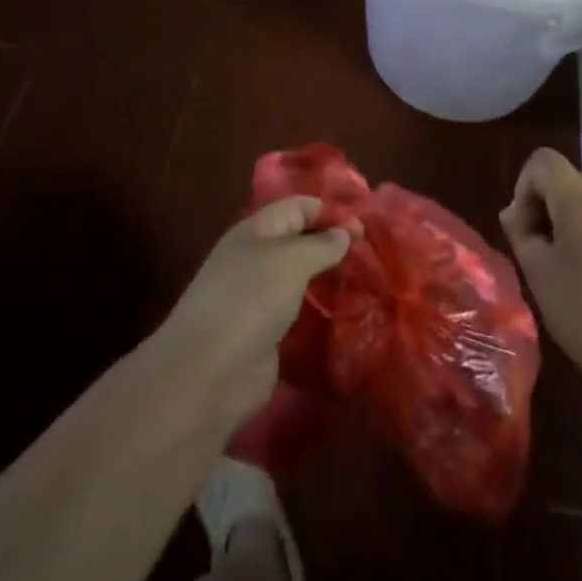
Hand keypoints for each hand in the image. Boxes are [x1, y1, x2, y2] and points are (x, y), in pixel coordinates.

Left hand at [157, 197, 352, 436]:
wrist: (209, 373)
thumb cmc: (250, 299)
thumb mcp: (292, 260)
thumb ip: (322, 244)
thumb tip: (345, 232)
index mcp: (255, 231)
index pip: (297, 207)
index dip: (330, 210)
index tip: (366, 224)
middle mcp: (255, 260)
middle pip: (299, 242)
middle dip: (333, 245)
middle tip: (372, 253)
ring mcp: (258, 299)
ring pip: (301, 279)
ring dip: (329, 280)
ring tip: (367, 282)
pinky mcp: (265, 335)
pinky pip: (299, 314)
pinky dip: (321, 313)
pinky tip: (347, 315)